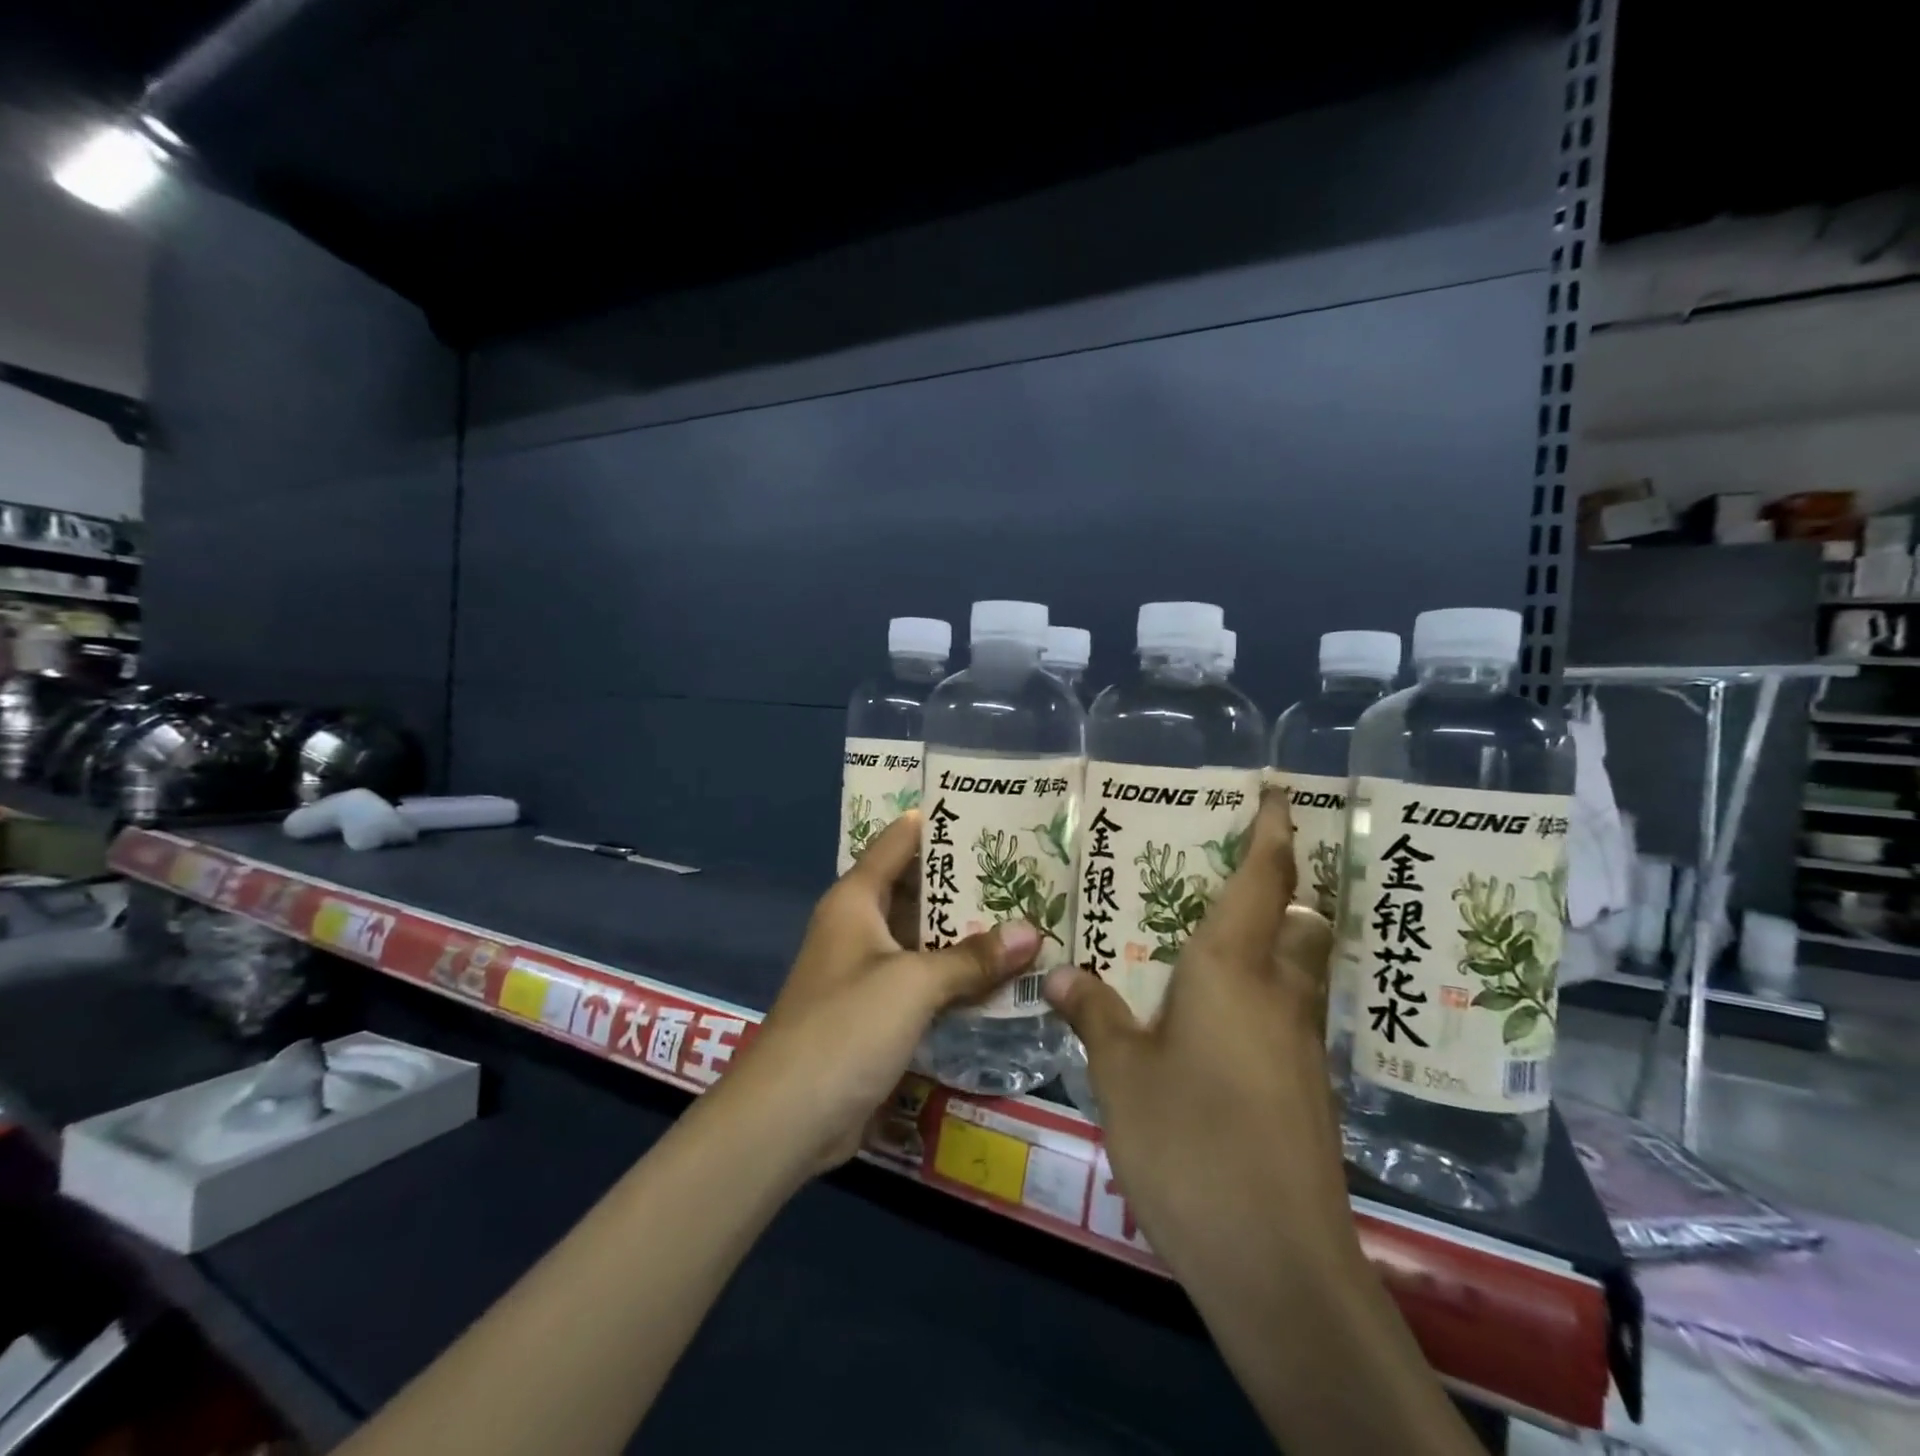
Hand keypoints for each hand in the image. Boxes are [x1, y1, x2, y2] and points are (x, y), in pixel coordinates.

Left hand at [720, 811, 1039, 1173]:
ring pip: (924, 939)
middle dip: (965, 883)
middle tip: (1026, 869)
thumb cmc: (845, 1027)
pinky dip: (957, 977)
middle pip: (917, 890)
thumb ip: (972, 957)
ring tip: (1027, 915)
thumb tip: (1032, 932)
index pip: (898, 841)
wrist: (787, 1118)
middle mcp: (860, 927)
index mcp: (855, 900)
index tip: (986, 810)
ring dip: (967, 934)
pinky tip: (1002, 976)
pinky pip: (925, 981)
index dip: (936, 823)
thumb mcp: (913, 983)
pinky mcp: (877, 1014)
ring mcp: (868, 972)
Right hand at [1043, 790, 1350, 1295]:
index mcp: (1233, 970)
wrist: (1278, 1262)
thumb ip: (1095, 1014)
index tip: (1281, 790)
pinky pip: (1286, 1011)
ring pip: (1296, 966)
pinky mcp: (1305, 1087)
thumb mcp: (1122, 1074)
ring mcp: (1299, 1044)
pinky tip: (1217, 1015)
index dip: (1274, 829)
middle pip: (1296, 917)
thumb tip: (1061, 970)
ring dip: (1272, 936)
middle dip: (1278, 882)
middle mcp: (1277, 994)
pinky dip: (1261, 991)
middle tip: (1229, 863)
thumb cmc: (1192, 1142)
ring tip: (1213, 931)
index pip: (1263, 880)